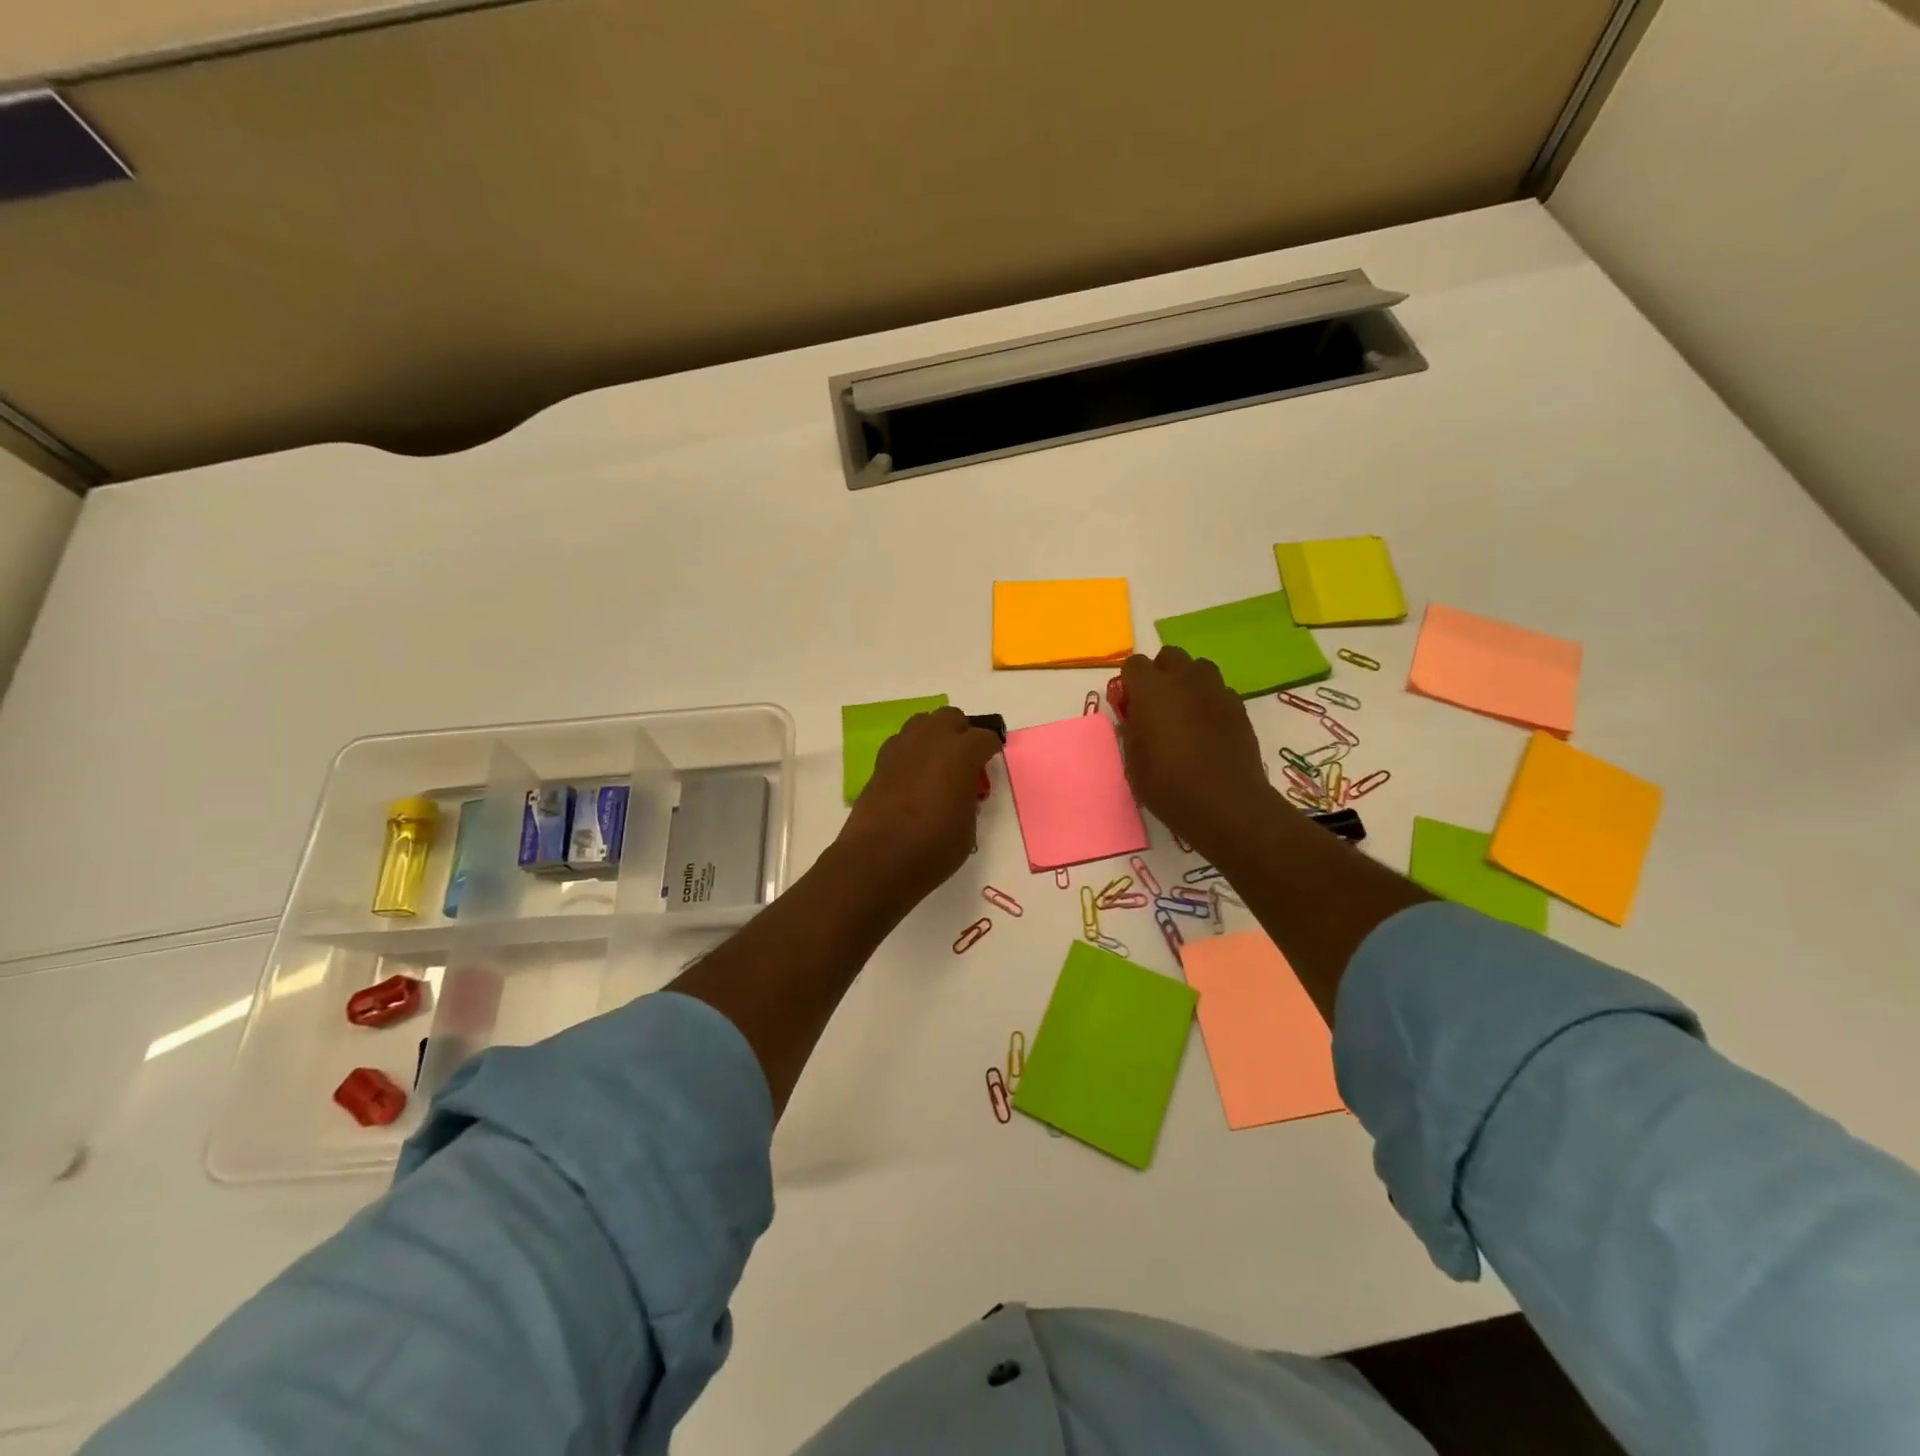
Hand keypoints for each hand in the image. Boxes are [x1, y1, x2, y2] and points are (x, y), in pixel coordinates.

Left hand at [837, 707, 1002, 908]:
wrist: (878, 860)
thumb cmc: (933, 847)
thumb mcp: (969, 826)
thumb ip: (969, 797)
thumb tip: (962, 790)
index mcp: (961, 752)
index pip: (985, 737)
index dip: (991, 750)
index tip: (991, 763)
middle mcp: (931, 740)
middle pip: (951, 717)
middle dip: (962, 733)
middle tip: (966, 761)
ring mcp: (901, 748)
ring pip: (923, 723)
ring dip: (935, 736)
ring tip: (938, 765)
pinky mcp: (880, 762)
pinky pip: (903, 743)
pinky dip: (913, 752)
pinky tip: (914, 776)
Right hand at [1117, 648, 1269, 847]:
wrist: (1226, 804)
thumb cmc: (1168, 785)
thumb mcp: (1133, 762)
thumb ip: (1130, 730)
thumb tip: (1134, 718)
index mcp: (1151, 689)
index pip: (1133, 665)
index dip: (1129, 684)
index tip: (1129, 708)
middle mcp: (1184, 679)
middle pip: (1169, 656)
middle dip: (1159, 674)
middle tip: (1156, 707)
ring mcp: (1216, 691)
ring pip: (1198, 668)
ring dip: (1187, 682)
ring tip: (1184, 713)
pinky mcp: (1238, 707)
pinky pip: (1219, 691)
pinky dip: (1209, 701)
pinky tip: (1208, 729)